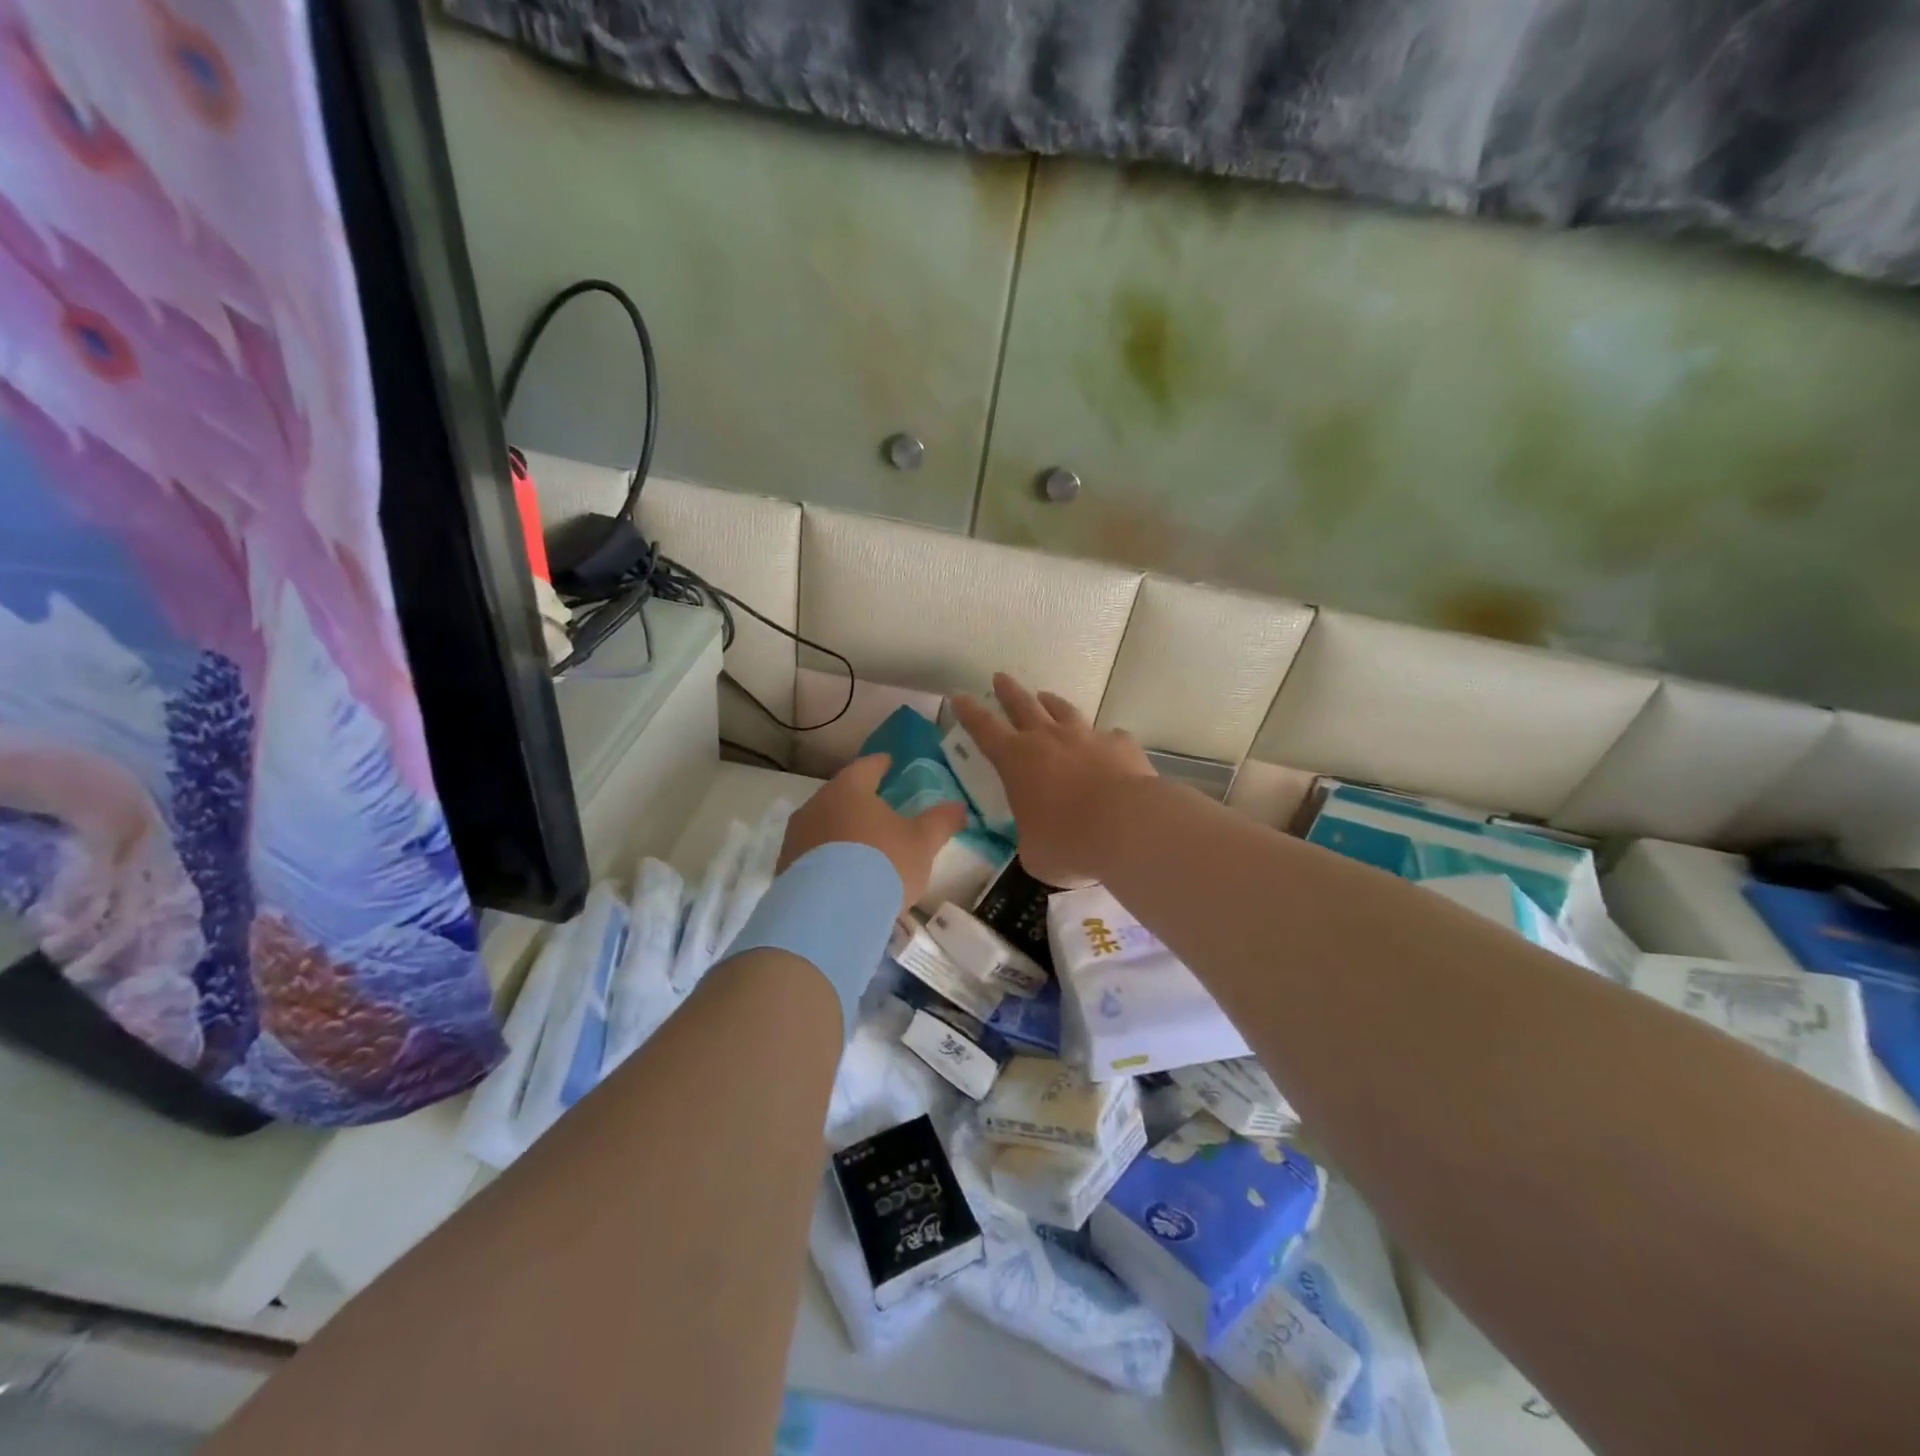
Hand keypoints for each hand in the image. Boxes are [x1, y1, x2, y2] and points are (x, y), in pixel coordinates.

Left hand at [779, 754, 966, 911]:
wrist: (829, 914)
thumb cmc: (882, 864)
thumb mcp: (921, 843)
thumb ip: (940, 821)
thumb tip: (959, 806)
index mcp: (849, 788)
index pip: (867, 766)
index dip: (881, 764)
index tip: (890, 764)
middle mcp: (816, 804)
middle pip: (841, 795)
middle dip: (859, 801)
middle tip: (879, 810)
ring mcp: (796, 837)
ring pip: (823, 825)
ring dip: (841, 832)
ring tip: (861, 848)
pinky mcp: (785, 868)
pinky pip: (812, 855)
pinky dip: (828, 859)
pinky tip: (842, 877)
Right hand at [950, 673, 1155, 886]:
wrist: (1128, 826)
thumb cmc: (1069, 841)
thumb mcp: (1035, 852)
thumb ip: (1031, 839)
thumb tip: (1040, 841)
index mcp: (1017, 760)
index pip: (984, 729)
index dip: (969, 713)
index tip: (959, 696)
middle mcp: (1049, 739)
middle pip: (1023, 705)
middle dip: (1009, 691)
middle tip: (1000, 677)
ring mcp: (1087, 737)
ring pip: (1064, 711)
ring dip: (1052, 703)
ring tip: (1045, 696)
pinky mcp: (1121, 745)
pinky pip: (1109, 736)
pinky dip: (1103, 739)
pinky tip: (1107, 743)